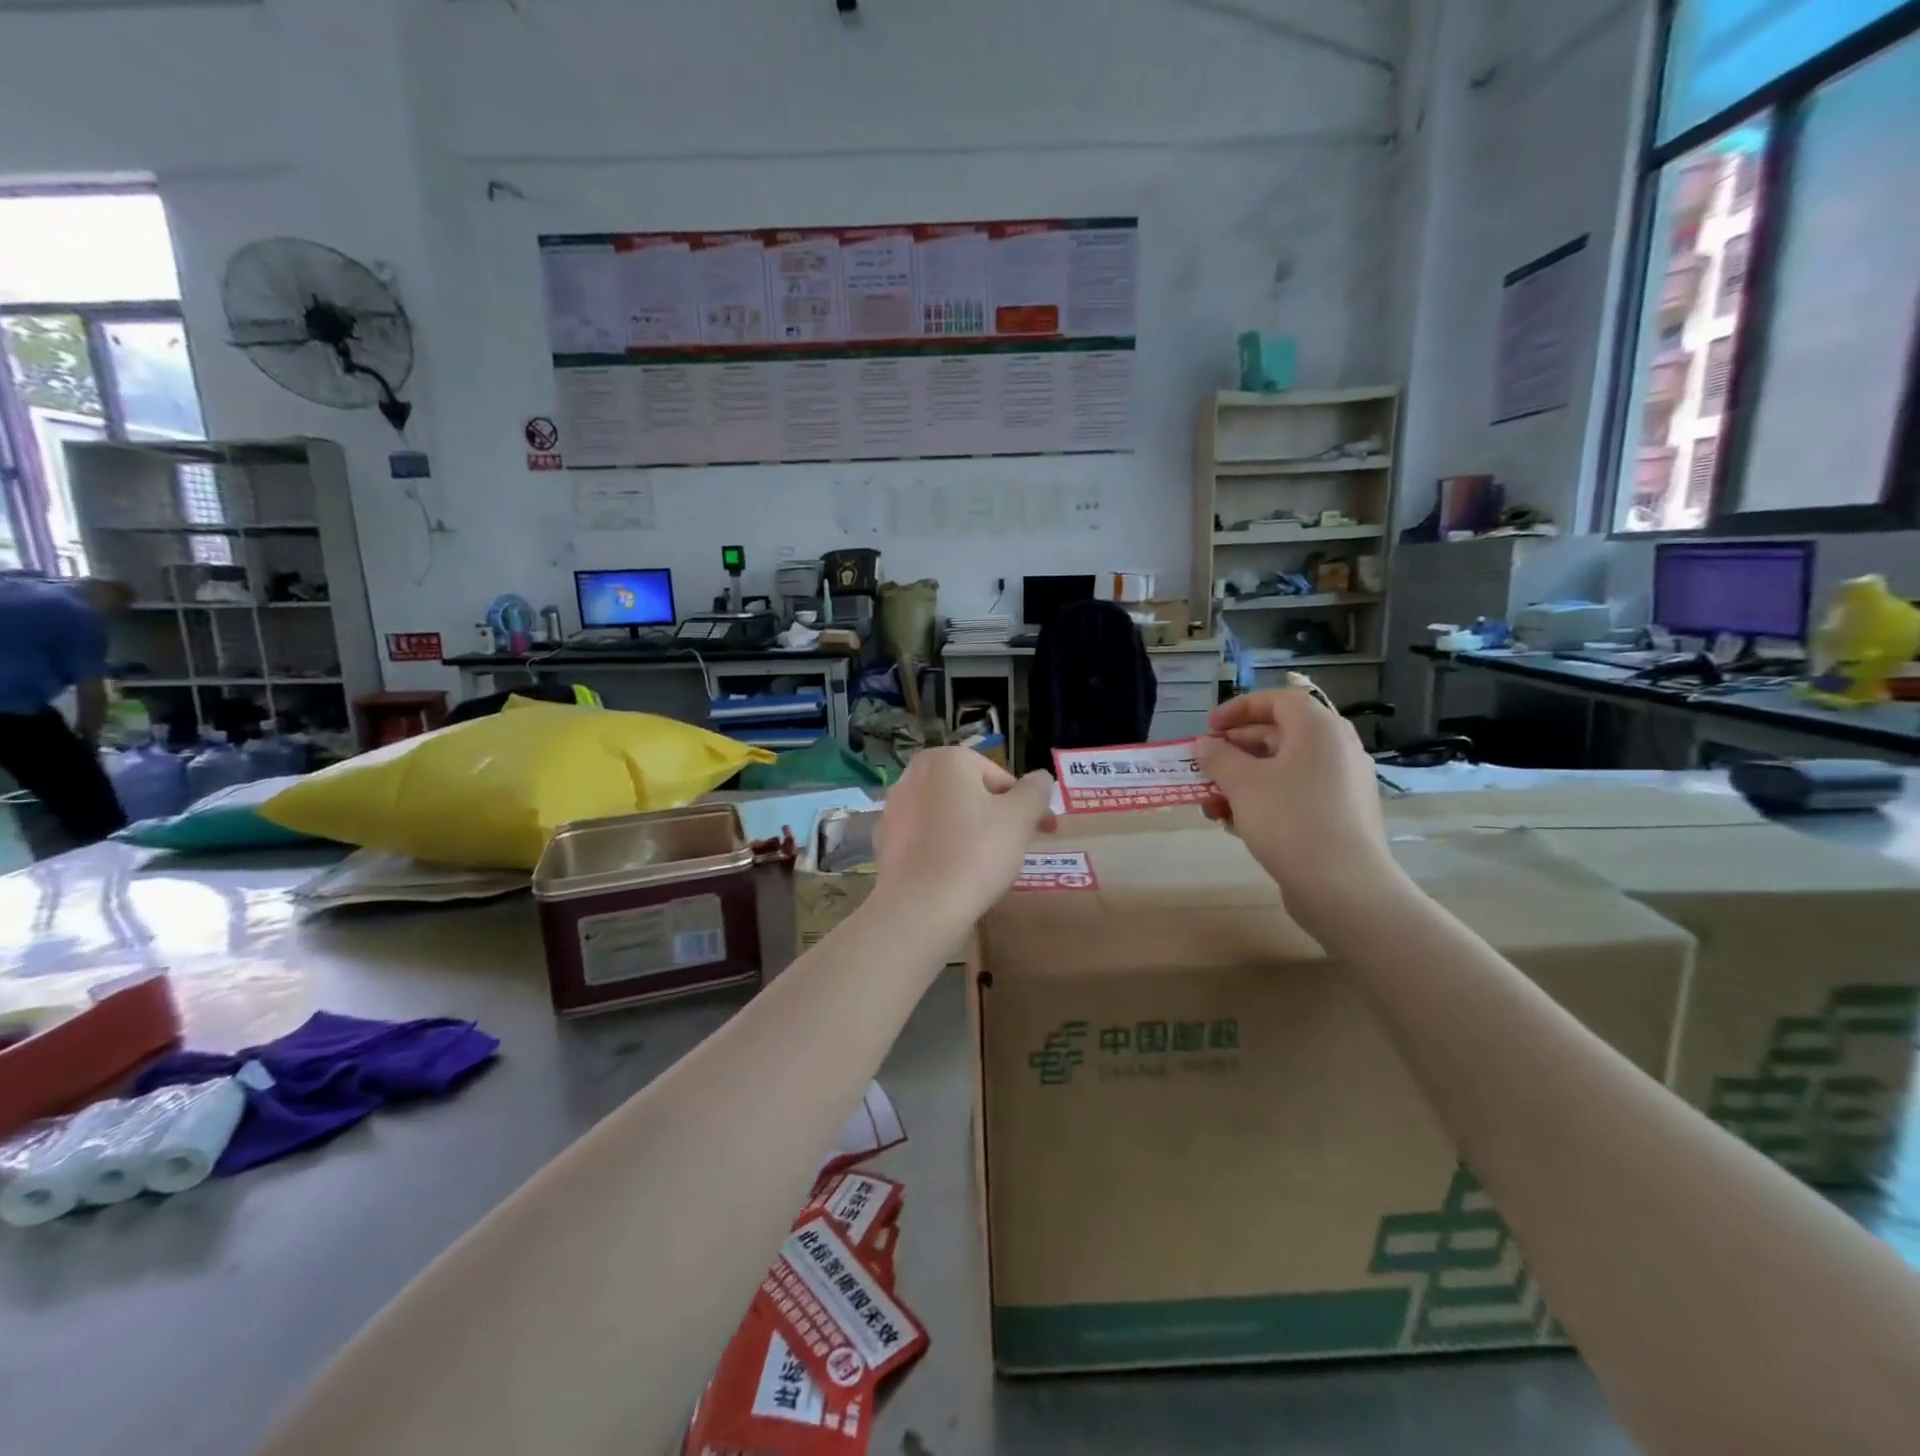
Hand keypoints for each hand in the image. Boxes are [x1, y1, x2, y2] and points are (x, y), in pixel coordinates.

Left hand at [875, 748, 1055, 926]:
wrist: (920, 906)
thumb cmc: (976, 852)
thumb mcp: (1021, 817)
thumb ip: (1036, 791)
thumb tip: (1040, 779)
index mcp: (947, 759)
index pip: (1000, 778)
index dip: (1026, 805)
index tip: (1043, 830)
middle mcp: (914, 774)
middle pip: (971, 794)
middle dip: (996, 817)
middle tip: (1015, 848)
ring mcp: (894, 808)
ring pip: (947, 816)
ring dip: (969, 833)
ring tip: (986, 867)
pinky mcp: (884, 841)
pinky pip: (926, 840)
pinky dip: (943, 850)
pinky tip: (954, 876)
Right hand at [1195, 687, 1399, 928]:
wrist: (1343, 887)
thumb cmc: (1289, 821)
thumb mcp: (1242, 783)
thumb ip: (1218, 757)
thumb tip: (1206, 744)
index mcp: (1319, 730)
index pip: (1277, 701)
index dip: (1238, 708)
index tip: (1208, 727)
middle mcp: (1336, 750)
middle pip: (1279, 735)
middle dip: (1235, 750)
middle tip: (1205, 766)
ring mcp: (1341, 786)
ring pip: (1283, 770)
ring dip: (1243, 781)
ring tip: (1212, 805)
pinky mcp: (1340, 817)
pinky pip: (1295, 796)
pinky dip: (1264, 802)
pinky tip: (1237, 825)